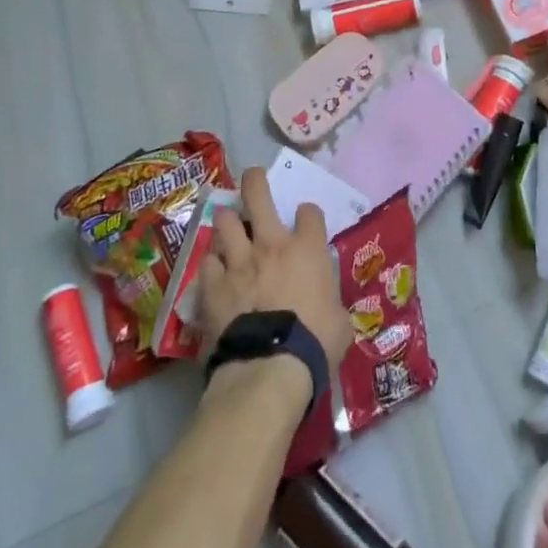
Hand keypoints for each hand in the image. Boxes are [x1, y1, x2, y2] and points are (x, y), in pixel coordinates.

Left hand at [198, 165, 352, 377]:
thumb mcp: (339, 321)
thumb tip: (327, 305)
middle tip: (253, 179)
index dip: (308, 216)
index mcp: (307, 249)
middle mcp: (271, 244)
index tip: (306, 224)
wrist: (269, 368)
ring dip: (228, 222)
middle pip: (258, 193)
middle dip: (255, 181)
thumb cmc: (315, 344)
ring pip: (225, 220)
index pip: (310, 212)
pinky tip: (215, 272)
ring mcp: (238, 261)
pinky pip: (208, 261)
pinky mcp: (213, 284)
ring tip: (229, 228)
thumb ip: (330, 301)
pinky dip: (213, 264)